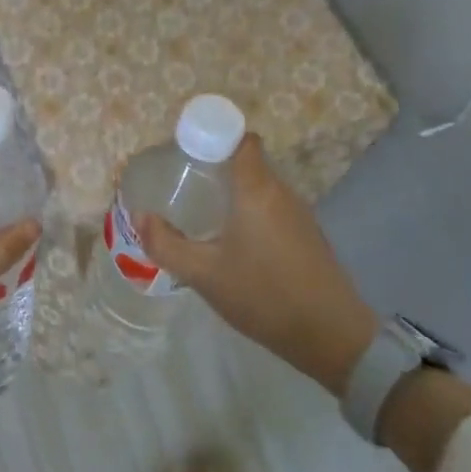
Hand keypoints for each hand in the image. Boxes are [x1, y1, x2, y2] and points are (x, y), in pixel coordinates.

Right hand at [137, 133, 377, 391]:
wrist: (330, 336)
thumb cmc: (263, 296)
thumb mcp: (203, 275)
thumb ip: (166, 244)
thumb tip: (140, 217)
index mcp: (257, 190)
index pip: (242, 139)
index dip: (215, 135)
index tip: (187, 151)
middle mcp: (282, 192)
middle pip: (248, 162)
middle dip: (216, 166)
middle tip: (184, 184)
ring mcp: (300, 214)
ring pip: (261, 187)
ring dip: (234, 192)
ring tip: (202, 212)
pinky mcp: (308, 235)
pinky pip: (272, 208)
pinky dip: (250, 212)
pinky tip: (233, 241)